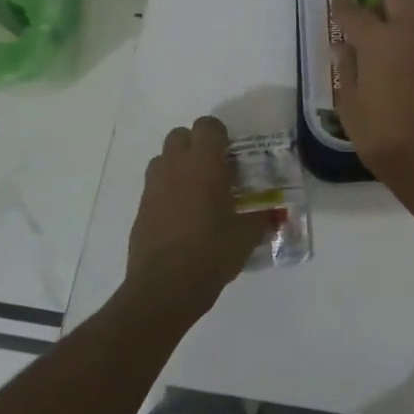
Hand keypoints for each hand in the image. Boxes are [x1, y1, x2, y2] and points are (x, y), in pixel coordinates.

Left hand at [125, 116, 271, 321]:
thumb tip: (272, 215)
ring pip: (162, 159)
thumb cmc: (212, 252)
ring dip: (178, 166)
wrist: (165, 287)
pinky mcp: (140, 209)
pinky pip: (154, 187)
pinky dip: (167, 191)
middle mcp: (176, 167)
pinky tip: (181, 217)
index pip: (207, 126)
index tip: (231, 154)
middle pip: (180, 135)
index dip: (219, 134)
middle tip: (214, 170)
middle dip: (195, 145)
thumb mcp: (247, 236)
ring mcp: (153, 187)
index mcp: (204, 164)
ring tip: (196, 192)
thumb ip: (260, 219)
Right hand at [331, 0, 413, 198]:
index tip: (338, 5)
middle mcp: (413, 32)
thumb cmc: (384, 139)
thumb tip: (343, 47)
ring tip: (399, 37)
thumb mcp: (351, 108)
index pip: (354, 11)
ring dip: (410, 12)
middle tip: (374, 20)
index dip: (342, 5)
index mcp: (379, 41)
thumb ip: (347, 70)